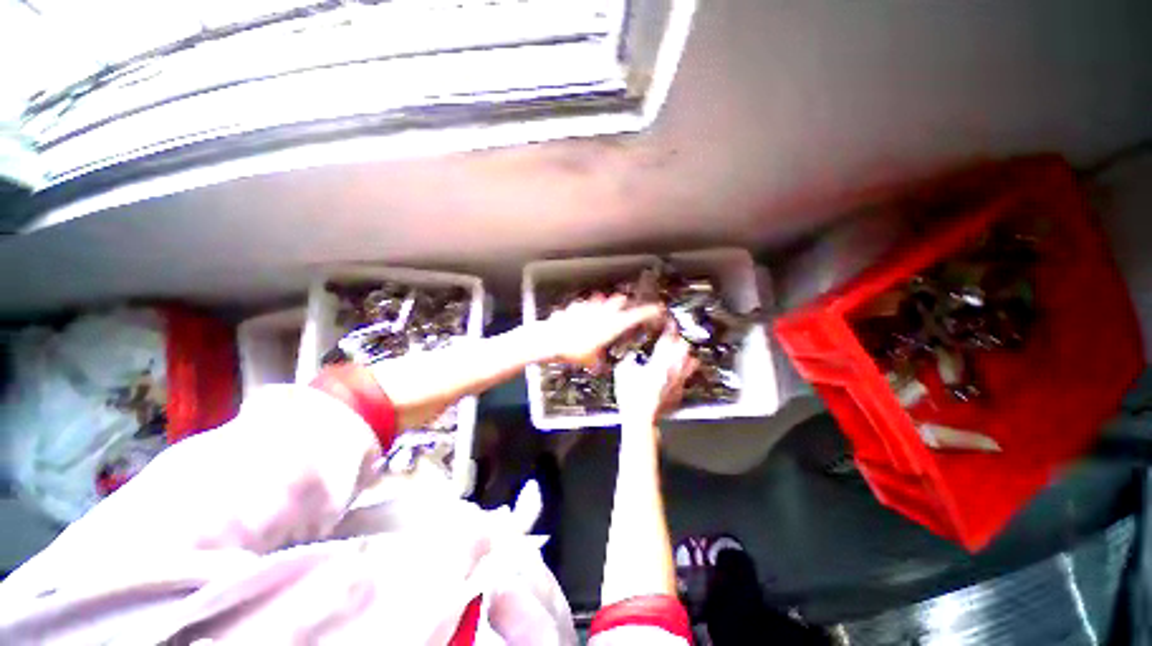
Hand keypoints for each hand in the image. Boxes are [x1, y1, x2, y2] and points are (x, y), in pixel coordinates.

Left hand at [541, 295, 663, 367]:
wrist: (552, 339)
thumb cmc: (574, 350)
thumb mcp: (589, 360)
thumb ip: (596, 362)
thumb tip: (598, 367)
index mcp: (611, 326)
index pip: (635, 316)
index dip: (647, 311)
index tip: (656, 308)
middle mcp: (602, 313)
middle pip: (619, 301)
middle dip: (623, 304)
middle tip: (624, 307)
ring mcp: (588, 308)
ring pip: (602, 299)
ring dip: (605, 303)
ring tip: (604, 306)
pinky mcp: (576, 306)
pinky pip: (584, 303)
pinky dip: (586, 307)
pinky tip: (582, 310)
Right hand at [614, 327, 697, 422]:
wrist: (640, 419)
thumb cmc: (632, 397)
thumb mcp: (622, 372)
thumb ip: (628, 360)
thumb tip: (630, 356)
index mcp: (659, 362)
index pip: (669, 339)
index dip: (670, 328)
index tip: (669, 324)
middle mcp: (673, 370)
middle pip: (685, 348)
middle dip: (679, 340)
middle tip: (673, 339)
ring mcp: (678, 382)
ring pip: (691, 363)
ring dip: (686, 356)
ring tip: (679, 353)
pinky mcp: (678, 393)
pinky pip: (686, 379)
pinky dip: (683, 373)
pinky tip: (675, 374)